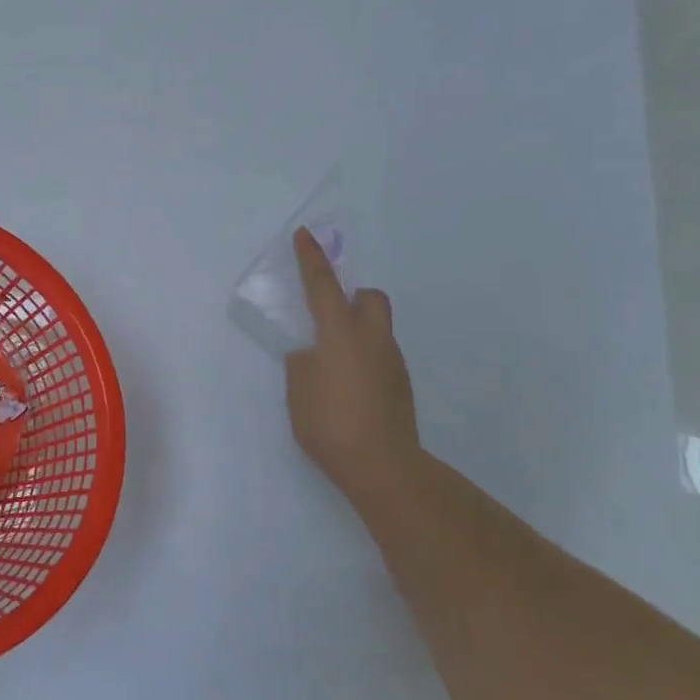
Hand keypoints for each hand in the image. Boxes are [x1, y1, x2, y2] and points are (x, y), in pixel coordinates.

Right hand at [285, 229, 422, 504]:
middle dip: (353, 295)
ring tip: (331, 364)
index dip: (311, 258)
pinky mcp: (400, 386)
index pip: (322, 285)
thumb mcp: (298, 389)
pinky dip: (363, 358)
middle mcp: (372, 339)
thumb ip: (302, 363)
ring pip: (377, 329)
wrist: (381, 466)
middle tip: (330, 314)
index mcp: (340, 333)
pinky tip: (348, 389)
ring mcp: (392, 362)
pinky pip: (380, 356)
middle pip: (371, 298)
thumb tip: (312, 356)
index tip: (305, 234)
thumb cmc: (329, 422)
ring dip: (356, 331)